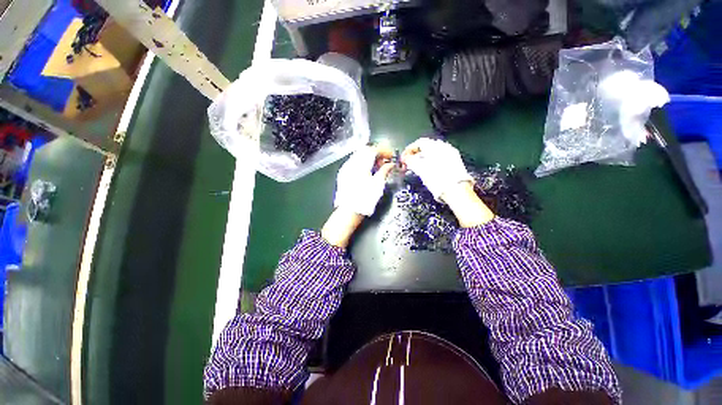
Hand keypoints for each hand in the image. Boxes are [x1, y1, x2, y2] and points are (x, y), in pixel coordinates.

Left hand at [334, 145, 394, 215]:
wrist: (349, 211)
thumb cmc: (365, 199)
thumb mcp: (378, 184)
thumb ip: (385, 171)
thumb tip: (391, 164)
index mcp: (361, 164)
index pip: (373, 150)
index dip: (384, 151)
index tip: (391, 156)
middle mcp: (351, 163)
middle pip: (365, 150)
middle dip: (376, 153)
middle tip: (385, 161)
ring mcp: (346, 168)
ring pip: (358, 156)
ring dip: (369, 158)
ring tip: (377, 167)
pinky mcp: (343, 174)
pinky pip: (354, 163)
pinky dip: (362, 163)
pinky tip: (367, 172)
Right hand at [402, 138, 493, 226]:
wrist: (456, 191)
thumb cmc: (437, 179)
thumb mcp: (420, 170)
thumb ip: (410, 161)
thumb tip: (405, 157)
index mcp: (435, 146)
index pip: (419, 143)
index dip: (409, 150)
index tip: (404, 159)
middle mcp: (444, 147)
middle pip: (426, 146)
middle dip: (416, 154)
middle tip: (409, 163)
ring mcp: (451, 153)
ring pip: (433, 152)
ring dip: (423, 157)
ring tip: (417, 167)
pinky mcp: (455, 161)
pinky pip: (440, 157)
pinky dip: (432, 161)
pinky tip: (429, 169)